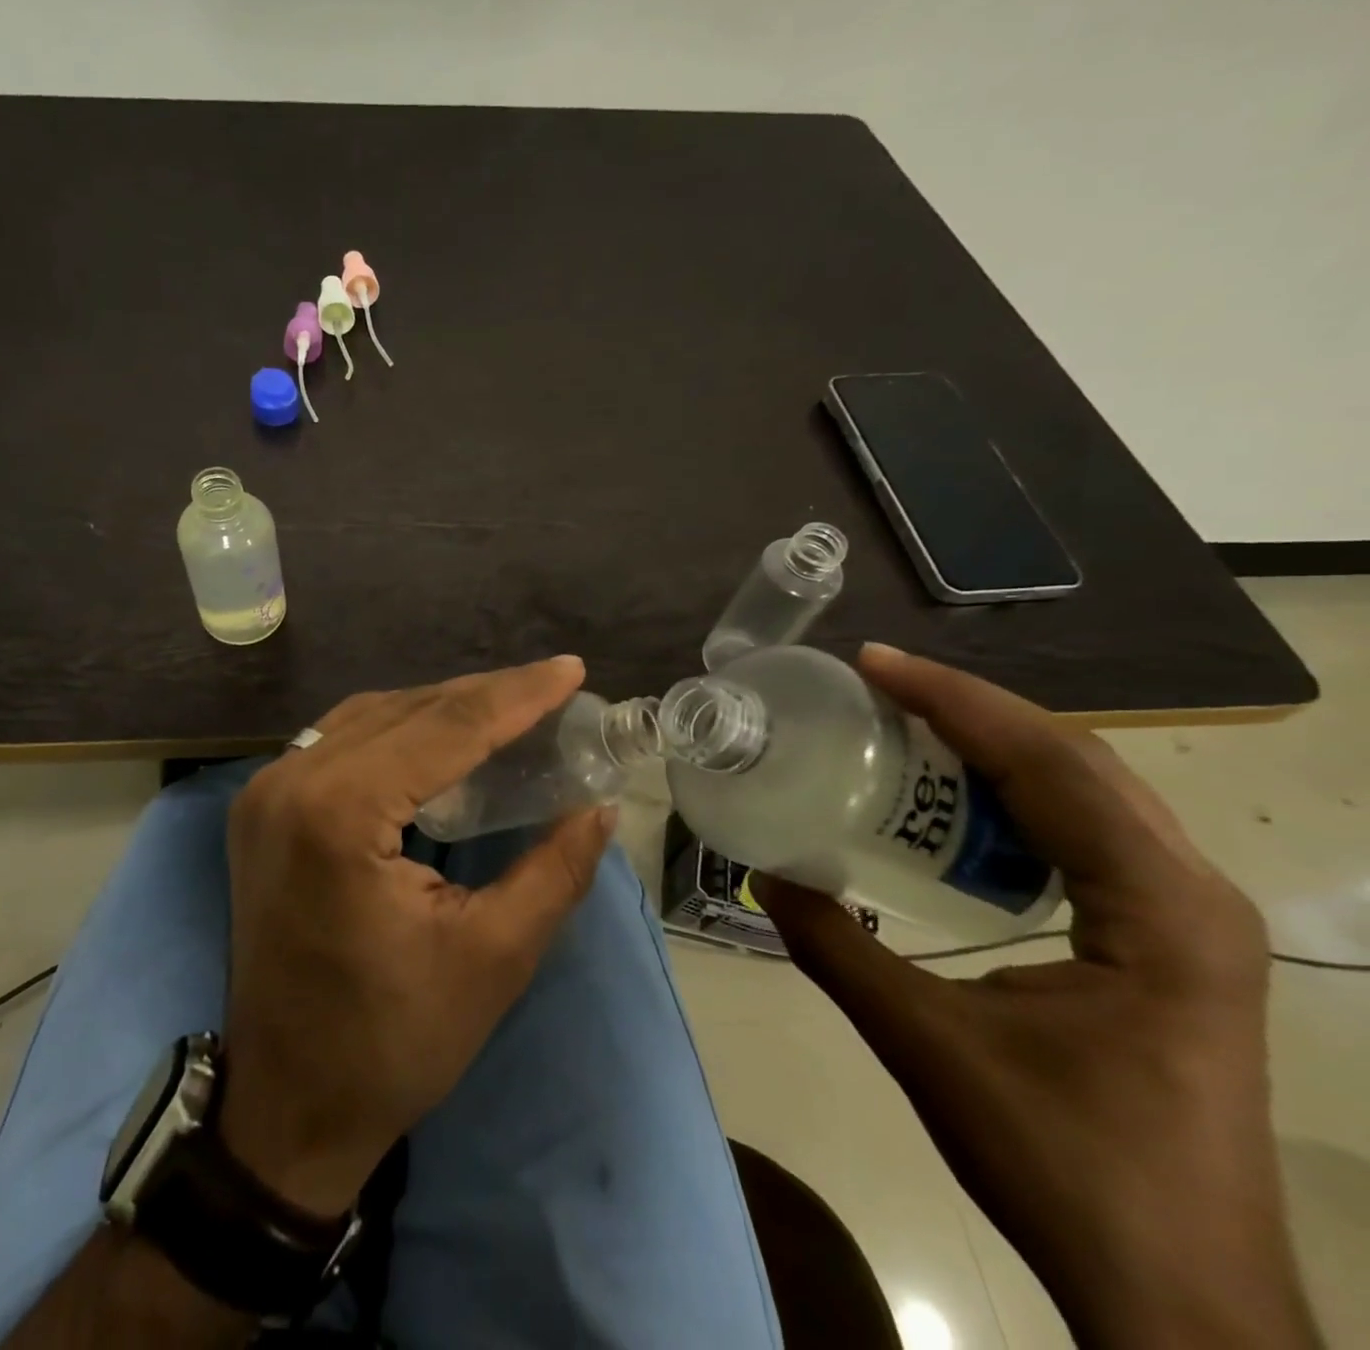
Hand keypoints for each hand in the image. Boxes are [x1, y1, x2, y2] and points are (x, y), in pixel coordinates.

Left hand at [218, 657, 614, 1217]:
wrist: (288, 1104)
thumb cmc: (392, 1041)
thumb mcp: (493, 957)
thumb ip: (555, 870)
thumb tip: (600, 806)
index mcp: (338, 812)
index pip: (445, 728)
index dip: (516, 695)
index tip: (571, 669)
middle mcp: (289, 781)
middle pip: (404, 711)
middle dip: (482, 695)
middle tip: (549, 688)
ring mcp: (264, 792)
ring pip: (368, 717)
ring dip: (439, 708)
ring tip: (506, 708)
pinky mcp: (261, 809)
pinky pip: (339, 742)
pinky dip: (396, 731)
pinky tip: (438, 740)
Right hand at [754, 644, 1319, 1349]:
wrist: (1182, 1296)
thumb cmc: (1064, 1164)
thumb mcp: (927, 1044)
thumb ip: (834, 948)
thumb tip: (761, 874)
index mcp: (1158, 908)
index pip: (1052, 764)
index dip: (955, 701)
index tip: (874, 664)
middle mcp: (1190, 893)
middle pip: (1077, 760)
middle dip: (970, 708)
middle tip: (877, 683)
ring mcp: (1187, 919)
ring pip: (1088, 791)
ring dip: (994, 746)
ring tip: (905, 723)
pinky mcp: (1166, 942)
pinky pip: (1085, 833)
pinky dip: (1013, 795)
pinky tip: (954, 801)